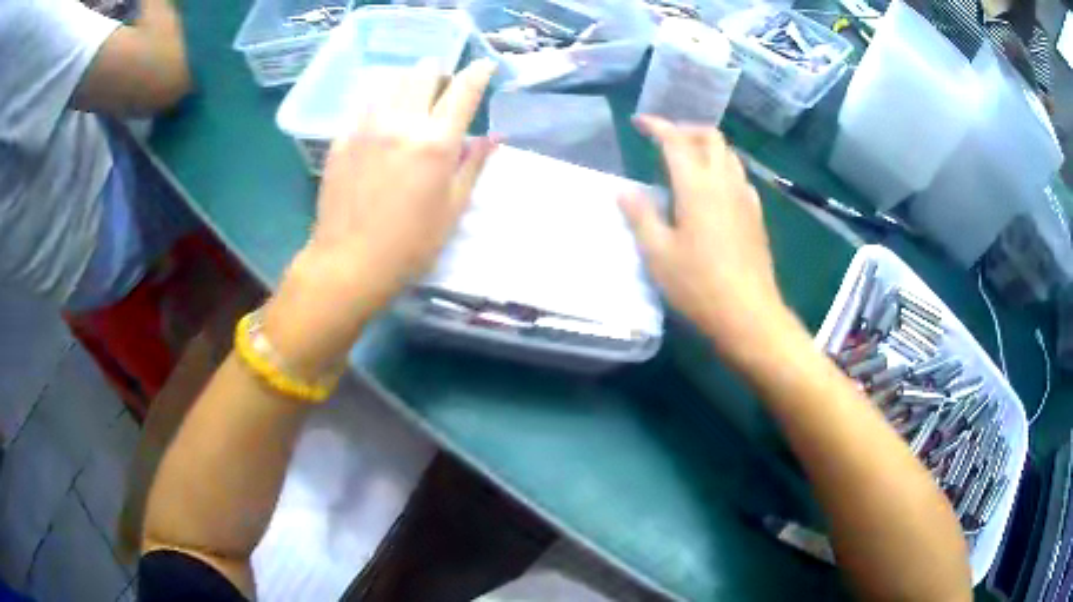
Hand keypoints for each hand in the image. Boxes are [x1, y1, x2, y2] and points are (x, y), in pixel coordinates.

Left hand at [264, 60, 497, 374]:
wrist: (348, 263)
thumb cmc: (409, 245)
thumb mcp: (453, 209)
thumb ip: (474, 165)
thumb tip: (494, 137)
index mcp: (436, 142)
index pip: (464, 90)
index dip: (478, 72)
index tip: (484, 67)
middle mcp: (402, 122)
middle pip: (424, 72)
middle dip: (439, 73)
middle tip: (441, 92)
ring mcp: (366, 126)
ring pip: (392, 81)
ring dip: (408, 84)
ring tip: (411, 104)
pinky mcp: (342, 137)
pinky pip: (365, 103)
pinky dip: (381, 103)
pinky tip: (382, 124)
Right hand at [620, 116, 794, 365]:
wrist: (748, 314)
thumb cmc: (698, 285)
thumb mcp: (658, 254)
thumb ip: (641, 216)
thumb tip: (625, 190)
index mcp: (696, 186)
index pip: (675, 140)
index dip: (657, 125)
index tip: (639, 122)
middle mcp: (724, 182)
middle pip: (711, 137)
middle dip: (686, 129)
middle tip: (665, 140)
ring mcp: (745, 198)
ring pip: (729, 155)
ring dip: (707, 147)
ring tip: (687, 161)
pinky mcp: (756, 216)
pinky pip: (740, 177)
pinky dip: (723, 169)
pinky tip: (714, 191)